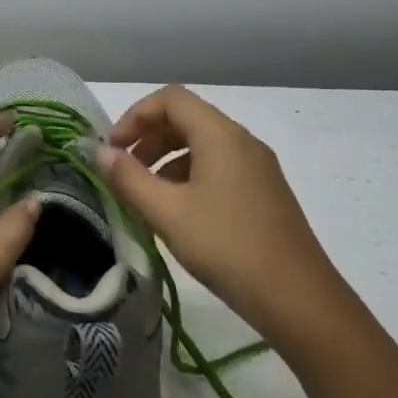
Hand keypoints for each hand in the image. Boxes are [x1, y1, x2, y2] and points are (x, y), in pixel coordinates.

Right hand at [98, 85, 339, 342]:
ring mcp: (257, 167)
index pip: (170, 99)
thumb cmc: (226, 247)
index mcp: (221, 135)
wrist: (297, 298)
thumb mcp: (167, 213)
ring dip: (166, 159)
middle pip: (187, 118)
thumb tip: (100, 152)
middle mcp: (242, 141)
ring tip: (145, 196)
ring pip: (202, 145)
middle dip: (148, 137)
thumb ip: (129, 178)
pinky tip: (178, 213)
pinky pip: (218, 167)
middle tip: (123, 171)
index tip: (113, 150)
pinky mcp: (264, 193)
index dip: (134, 116)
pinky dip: (189, 176)